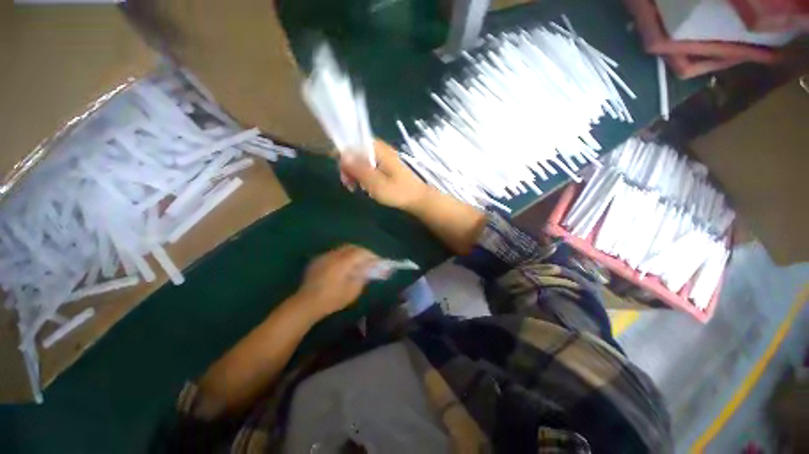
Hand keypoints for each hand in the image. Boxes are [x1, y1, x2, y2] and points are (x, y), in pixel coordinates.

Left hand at [294, 245, 378, 319]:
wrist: (306, 304)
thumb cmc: (331, 300)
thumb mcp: (352, 291)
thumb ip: (362, 277)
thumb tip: (369, 269)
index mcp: (342, 263)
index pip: (360, 253)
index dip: (371, 255)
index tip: (377, 261)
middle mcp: (333, 256)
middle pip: (352, 247)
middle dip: (362, 252)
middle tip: (369, 260)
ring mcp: (324, 257)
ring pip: (342, 249)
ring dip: (352, 253)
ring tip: (358, 262)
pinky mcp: (318, 260)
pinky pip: (334, 253)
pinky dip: (342, 256)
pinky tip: (343, 265)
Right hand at [340, 140, 430, 210]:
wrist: (418, 199)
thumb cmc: (398, 192)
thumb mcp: (376, 183)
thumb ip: (359, 169)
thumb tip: (341, 155)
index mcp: (379, 150)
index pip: (354, 143)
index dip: (344, 155)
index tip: (342, 173)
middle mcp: (381, 149)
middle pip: (356, 151)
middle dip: (349, 167)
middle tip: (349, 185)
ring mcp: (385, 158)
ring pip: (362, 160)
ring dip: (355, 173)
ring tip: (355, 188)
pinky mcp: (387, 166)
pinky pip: (369, 166)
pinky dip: (364, 175)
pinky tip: (364, 186)